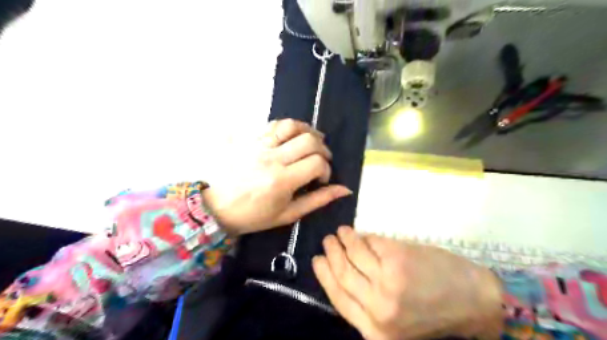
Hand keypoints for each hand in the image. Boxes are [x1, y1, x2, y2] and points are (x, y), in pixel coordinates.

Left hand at [201, 120, 353, 236]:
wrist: (218, 207)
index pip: (316, 163)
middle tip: (320, 161)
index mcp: (281, 181)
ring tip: (312, 143)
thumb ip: (318, 200)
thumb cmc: (254, 216)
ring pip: (292, 126)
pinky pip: (274, 124)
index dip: (326, 170)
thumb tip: (345, 190)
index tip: (321, 180)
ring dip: (309, 132)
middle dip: (322, 150)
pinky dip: (290, 127)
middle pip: (309, 141)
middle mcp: (272, 159)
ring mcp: (260, 146)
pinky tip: (293, 136)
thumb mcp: (288, 214)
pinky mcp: (251, 140)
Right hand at [313, 227, 502, 339]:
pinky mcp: (398, 259)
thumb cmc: (435, 312)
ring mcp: (388, 282)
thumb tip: (342, 272)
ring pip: (353, 254)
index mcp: (375, 330)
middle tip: (328, 241)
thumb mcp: (396, 321)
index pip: (338, 299)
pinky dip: (364, 236)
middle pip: (342, 274)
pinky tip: (362, 233)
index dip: (324, 276)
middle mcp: (378, 309)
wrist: (475, 302)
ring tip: (341, 232)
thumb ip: (368, 303)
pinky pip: (371, 242)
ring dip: (344, 239)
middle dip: (331, 254)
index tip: (316, 260)